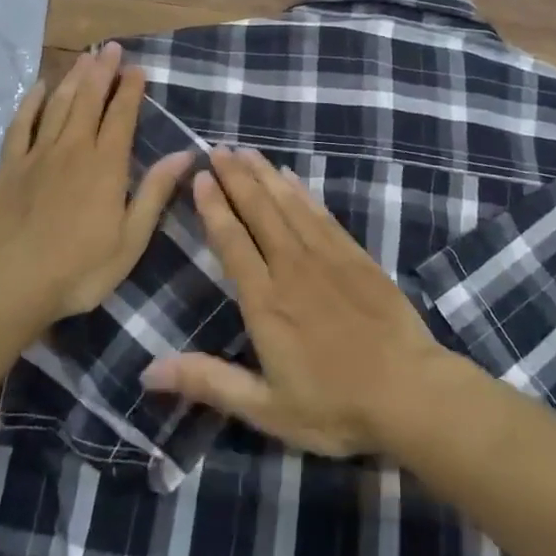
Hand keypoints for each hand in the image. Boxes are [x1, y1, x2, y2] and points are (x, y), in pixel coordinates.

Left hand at [0, 42, 192, 329]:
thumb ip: (155, 192)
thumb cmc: (79, 269)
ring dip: (74, 78)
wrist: (9, 286)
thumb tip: (185, 154)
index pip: (122, 115)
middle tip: (111, 47)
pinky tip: (38, 86)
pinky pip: (21, 124)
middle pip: (90, 100)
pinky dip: (31, 102)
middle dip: (103, 71)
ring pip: (59, 104)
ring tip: (85, 57)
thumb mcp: (131, 239)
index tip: (138, 68)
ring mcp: (38, 154)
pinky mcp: (9, 166)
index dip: (131, 90)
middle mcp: (74, 148)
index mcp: (106, 165)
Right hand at [141, 147, 446, 455]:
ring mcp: (326, 255)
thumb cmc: (334, 406)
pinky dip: (301, 190)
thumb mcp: (266, 407)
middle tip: (217, 148)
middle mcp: (291, 266)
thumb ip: (208, 382)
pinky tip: (290, 175)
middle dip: (235, 177)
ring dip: (264, 174)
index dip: (214, 207)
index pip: (232, 241)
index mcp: (265, 301)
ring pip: (287, 203)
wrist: (408, 390)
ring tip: (245, 150)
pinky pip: (320, 212)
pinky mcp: (354, 253)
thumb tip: (148, 371)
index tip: (200, 176)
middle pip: (258, 211)